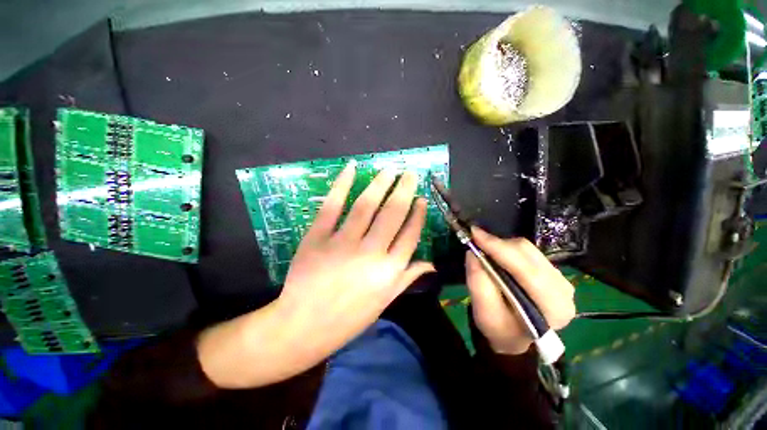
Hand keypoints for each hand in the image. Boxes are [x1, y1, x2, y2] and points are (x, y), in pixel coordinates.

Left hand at [277, 161, 433, 365]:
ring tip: (390, 169)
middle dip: (404, 190)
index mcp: (389, 271)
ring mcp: (342, 243)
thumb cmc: (349, 317)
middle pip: (392, 214)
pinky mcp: (318, 237)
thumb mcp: (384, 302)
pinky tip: (352, 168)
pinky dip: (342, 184)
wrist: (303, 326)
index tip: (422, 199)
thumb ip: (407, 278)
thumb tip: (430, 263)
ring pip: (366, 205)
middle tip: (411, 173)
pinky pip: (332, 206)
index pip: (410, 234)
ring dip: (380, 183)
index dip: (418, 214)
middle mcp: (370, 253)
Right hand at [466, 227, 575, 354]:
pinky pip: (528, 251)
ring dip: (502, 246)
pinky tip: (496, 254)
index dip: (498, 248)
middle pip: (528, 254)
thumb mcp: (484, 313)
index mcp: (553, 307)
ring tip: (484, 249)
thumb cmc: (500, 329)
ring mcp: (561, 279)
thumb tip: (473, 253)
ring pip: (528, 249)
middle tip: (475, 240)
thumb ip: (479, 284)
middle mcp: (563, 290)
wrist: (514, 337)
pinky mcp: (552, 272)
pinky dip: (508, 249)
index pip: (526, 270)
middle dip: (498, 245)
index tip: (474, 234)